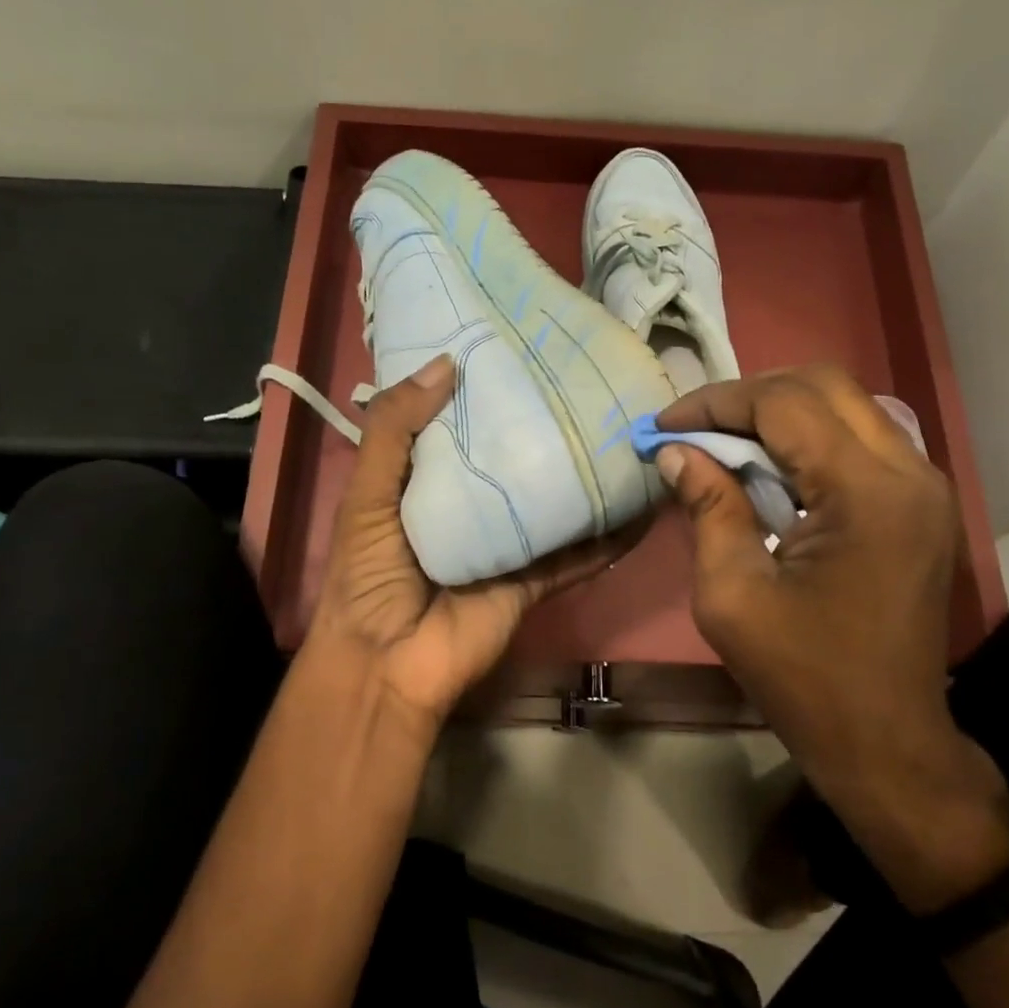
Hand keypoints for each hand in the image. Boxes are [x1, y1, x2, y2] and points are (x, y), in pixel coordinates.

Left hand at [306, 354, 635, 729]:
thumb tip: (446, 362)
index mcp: (426, 480)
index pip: (460, 423)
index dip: (482, 387)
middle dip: (543, 426)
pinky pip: (577, 555)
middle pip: (514, 459)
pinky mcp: (534, 580)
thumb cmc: (368, 572)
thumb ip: (394, 430)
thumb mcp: (366, 494)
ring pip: (553, 503)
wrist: (387, 663)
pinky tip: (643, 508)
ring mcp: (507, 544)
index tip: (518, 344)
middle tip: (588, 380)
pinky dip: (609, 538)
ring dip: (586, 478)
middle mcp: (471, 505)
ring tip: (628, 436)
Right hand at [657, 365, 1008, 911]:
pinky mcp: (922, 504)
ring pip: (846, 405)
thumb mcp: (731, 595)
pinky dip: (810, 438)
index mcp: (866, 493)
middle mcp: (909, 472)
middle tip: (695, 428)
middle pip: (823, 385)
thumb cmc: (803, 678)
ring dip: (780, 412)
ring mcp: (925, 486)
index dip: (715, 404)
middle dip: (748, 396)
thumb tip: (676, 453)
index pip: (784, 405)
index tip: (663, 425)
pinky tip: (771, 469)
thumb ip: (707, 508)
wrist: (887, 741)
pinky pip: (861, 439)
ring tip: (724, 442)